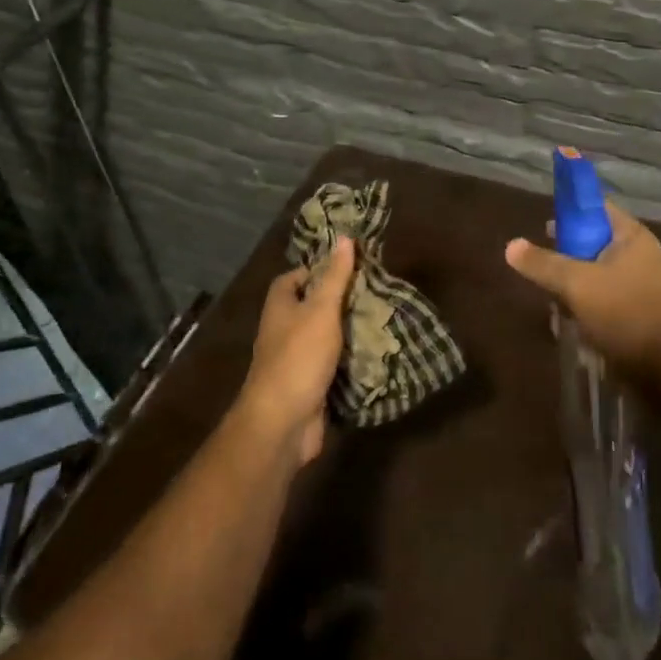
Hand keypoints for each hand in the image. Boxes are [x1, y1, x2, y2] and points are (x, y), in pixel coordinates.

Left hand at [240, 236, 356, 465]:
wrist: (283, 422)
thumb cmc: (299, 357)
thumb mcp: (321, 310)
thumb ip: (334, 276)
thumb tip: (343, 237)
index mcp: (279, 306)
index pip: (294, 277)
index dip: (317, 269)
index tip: (348, 266)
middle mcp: (283, 330)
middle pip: (311, 306)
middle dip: (339, 300)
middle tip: (373, 292)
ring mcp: (295, 359)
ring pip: (324, 337)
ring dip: (347, 331)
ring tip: (381, 319)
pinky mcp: (309, 385)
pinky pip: (331, 365)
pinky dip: (349, 360)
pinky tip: (374, 354)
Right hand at [504, 201, 660, 391]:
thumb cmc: (628, 314)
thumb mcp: (577, 284)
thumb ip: (543, 264)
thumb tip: (510, 245)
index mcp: (631, 237)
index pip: (596, 208)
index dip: (569, 211)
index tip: (543, 227)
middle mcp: (640, 257)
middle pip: (592, 245)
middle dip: (565, 259)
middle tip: (542, 273)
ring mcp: (643, 288)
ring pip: (595, 278)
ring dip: (573, 292)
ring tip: (556, 309)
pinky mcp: (641, 317)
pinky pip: (606, 304)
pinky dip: (588, 313)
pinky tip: (574, 329)